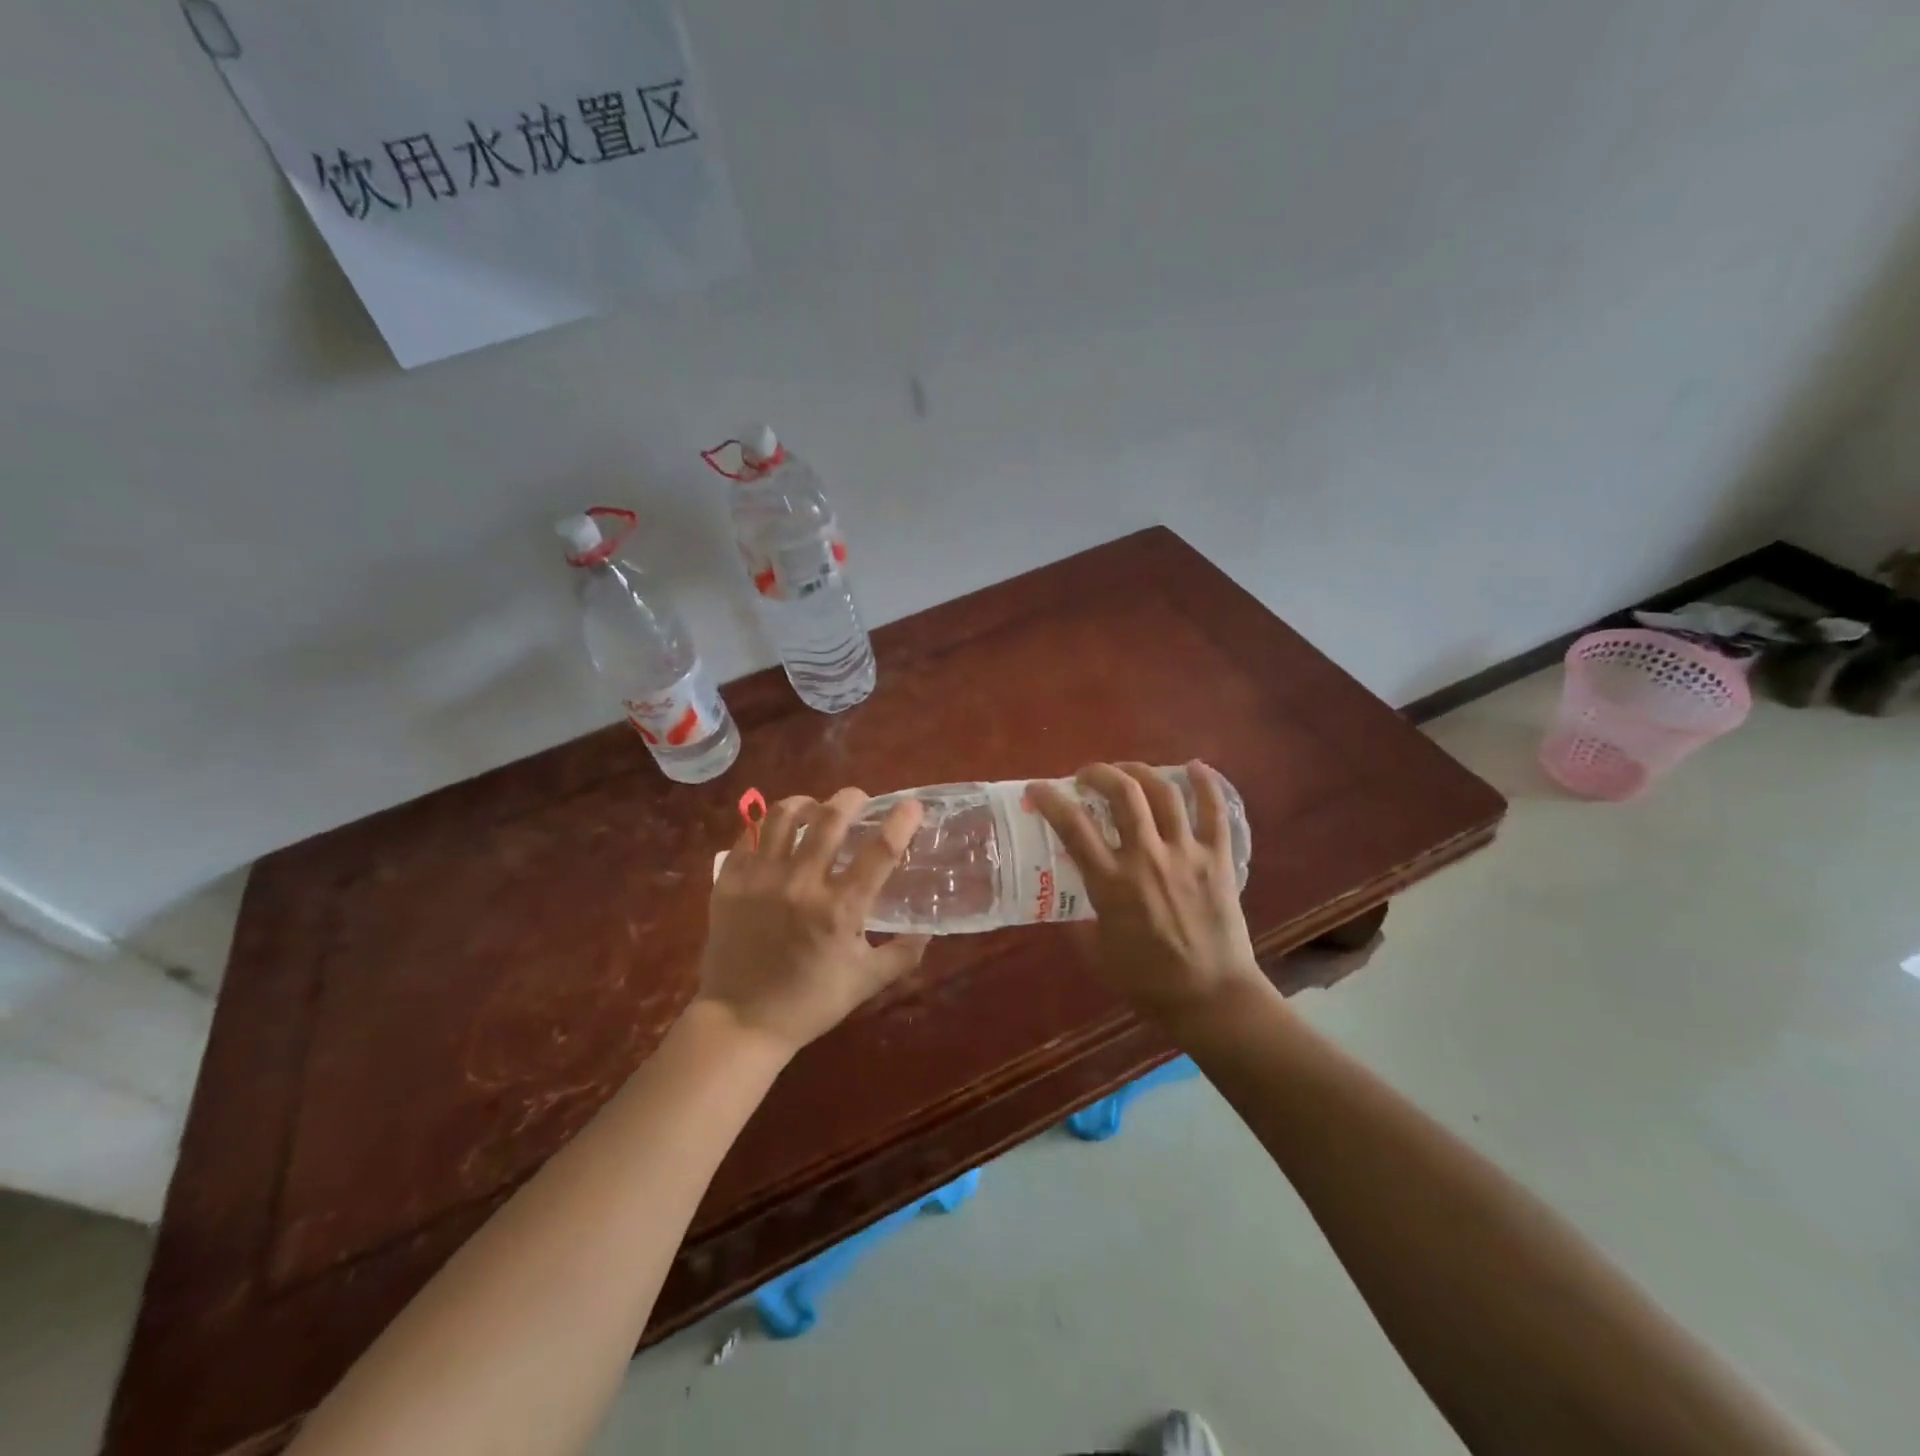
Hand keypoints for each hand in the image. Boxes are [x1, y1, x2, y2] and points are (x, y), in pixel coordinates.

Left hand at [696, 788, 929, 1053]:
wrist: (740, 1022)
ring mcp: (760, 879)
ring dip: (806, 803)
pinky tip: (777, 831)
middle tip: (859, 800)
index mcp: (839, 910)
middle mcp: (801, 885)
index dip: (901, 822)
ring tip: (815, 808)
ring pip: (784, 816)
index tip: (912, 805)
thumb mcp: (865, 983)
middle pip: (830, 819)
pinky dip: (767, 825)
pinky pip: (748, 835)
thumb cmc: (809, 1004)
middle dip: (851, 799)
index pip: (880, 852)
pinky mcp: (729, 882)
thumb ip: (902, 954)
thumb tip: (928, 930)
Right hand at [1027, 761, 1269, 1031]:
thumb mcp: (1096, 953)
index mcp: (1111, 883)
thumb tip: (1068, 902)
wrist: (1211, 999)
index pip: (1072, 826)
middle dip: (1099, 773)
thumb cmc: (1147, 982)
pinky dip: (1206, 784)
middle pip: (1123, 794)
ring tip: (1128, 771)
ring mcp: (1186, 854)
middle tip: (1087, 775)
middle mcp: (1147, 858)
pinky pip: (1215, 812)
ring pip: (1164, 793)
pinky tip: (1196, 766)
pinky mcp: (1218, 859)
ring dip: (1141, 771)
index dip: (1050, 799)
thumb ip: (1079, 921)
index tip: (1037, 789)